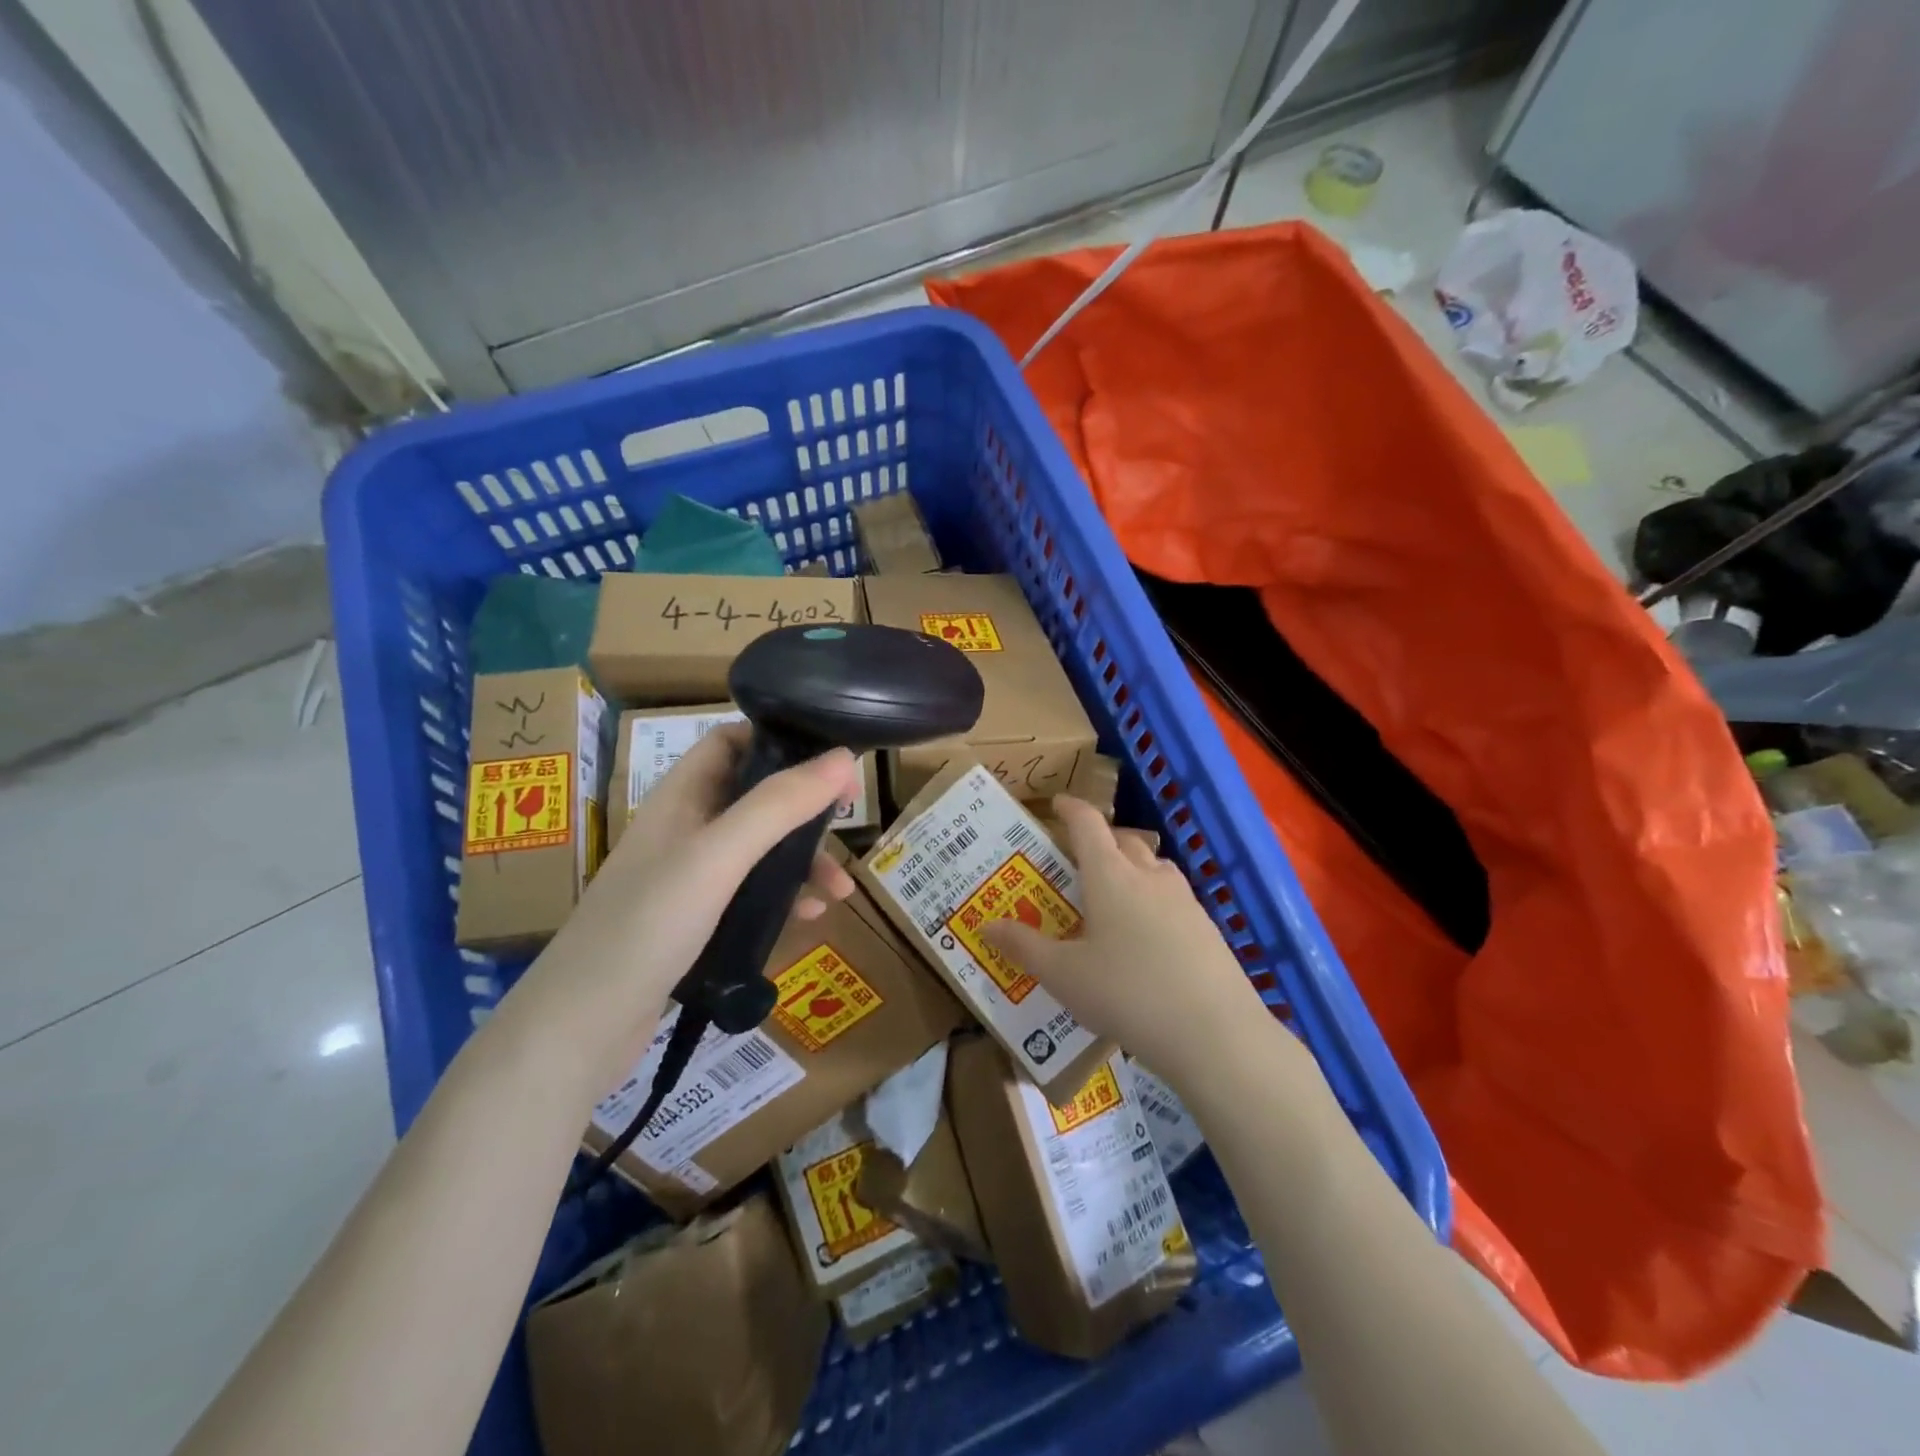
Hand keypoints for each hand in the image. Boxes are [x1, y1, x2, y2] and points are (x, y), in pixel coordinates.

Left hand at [504, 724, 859, 1096]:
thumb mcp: (718, 857)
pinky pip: (751, 894)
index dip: (780, 740)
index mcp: (681, 797)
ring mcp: (689, 877)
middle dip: (804, 808)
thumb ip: (778, 805)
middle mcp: (685, 828)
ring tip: (842, 889)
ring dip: (803, 860)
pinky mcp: (696, 921)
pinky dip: (785, 898)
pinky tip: (811, 917)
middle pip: (755, 797)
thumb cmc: (647, 926)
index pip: (731, 742)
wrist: (579, 1028)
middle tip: (848, 820)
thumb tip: (844, 758)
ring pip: (759, 850)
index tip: (832, 760)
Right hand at [983, 796, 1305, 1090]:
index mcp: (1110, 876)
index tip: (1056, 804)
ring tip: (1114, 897)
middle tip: (1078, 860)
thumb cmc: (1127, 994)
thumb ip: (1024, 947)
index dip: (1070, 809)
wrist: (1215, 1033)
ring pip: (1154, 868)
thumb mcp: (1063, 975)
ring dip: (1132, 868)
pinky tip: (1148, 940)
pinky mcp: (1208, 928)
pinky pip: (1174, 899)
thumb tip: (986, 925)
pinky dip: (1154, 902)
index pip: (1087, 824)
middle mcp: (1149, 876)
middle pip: (1124, 841)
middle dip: (1100, 841)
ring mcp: (1185, 900)